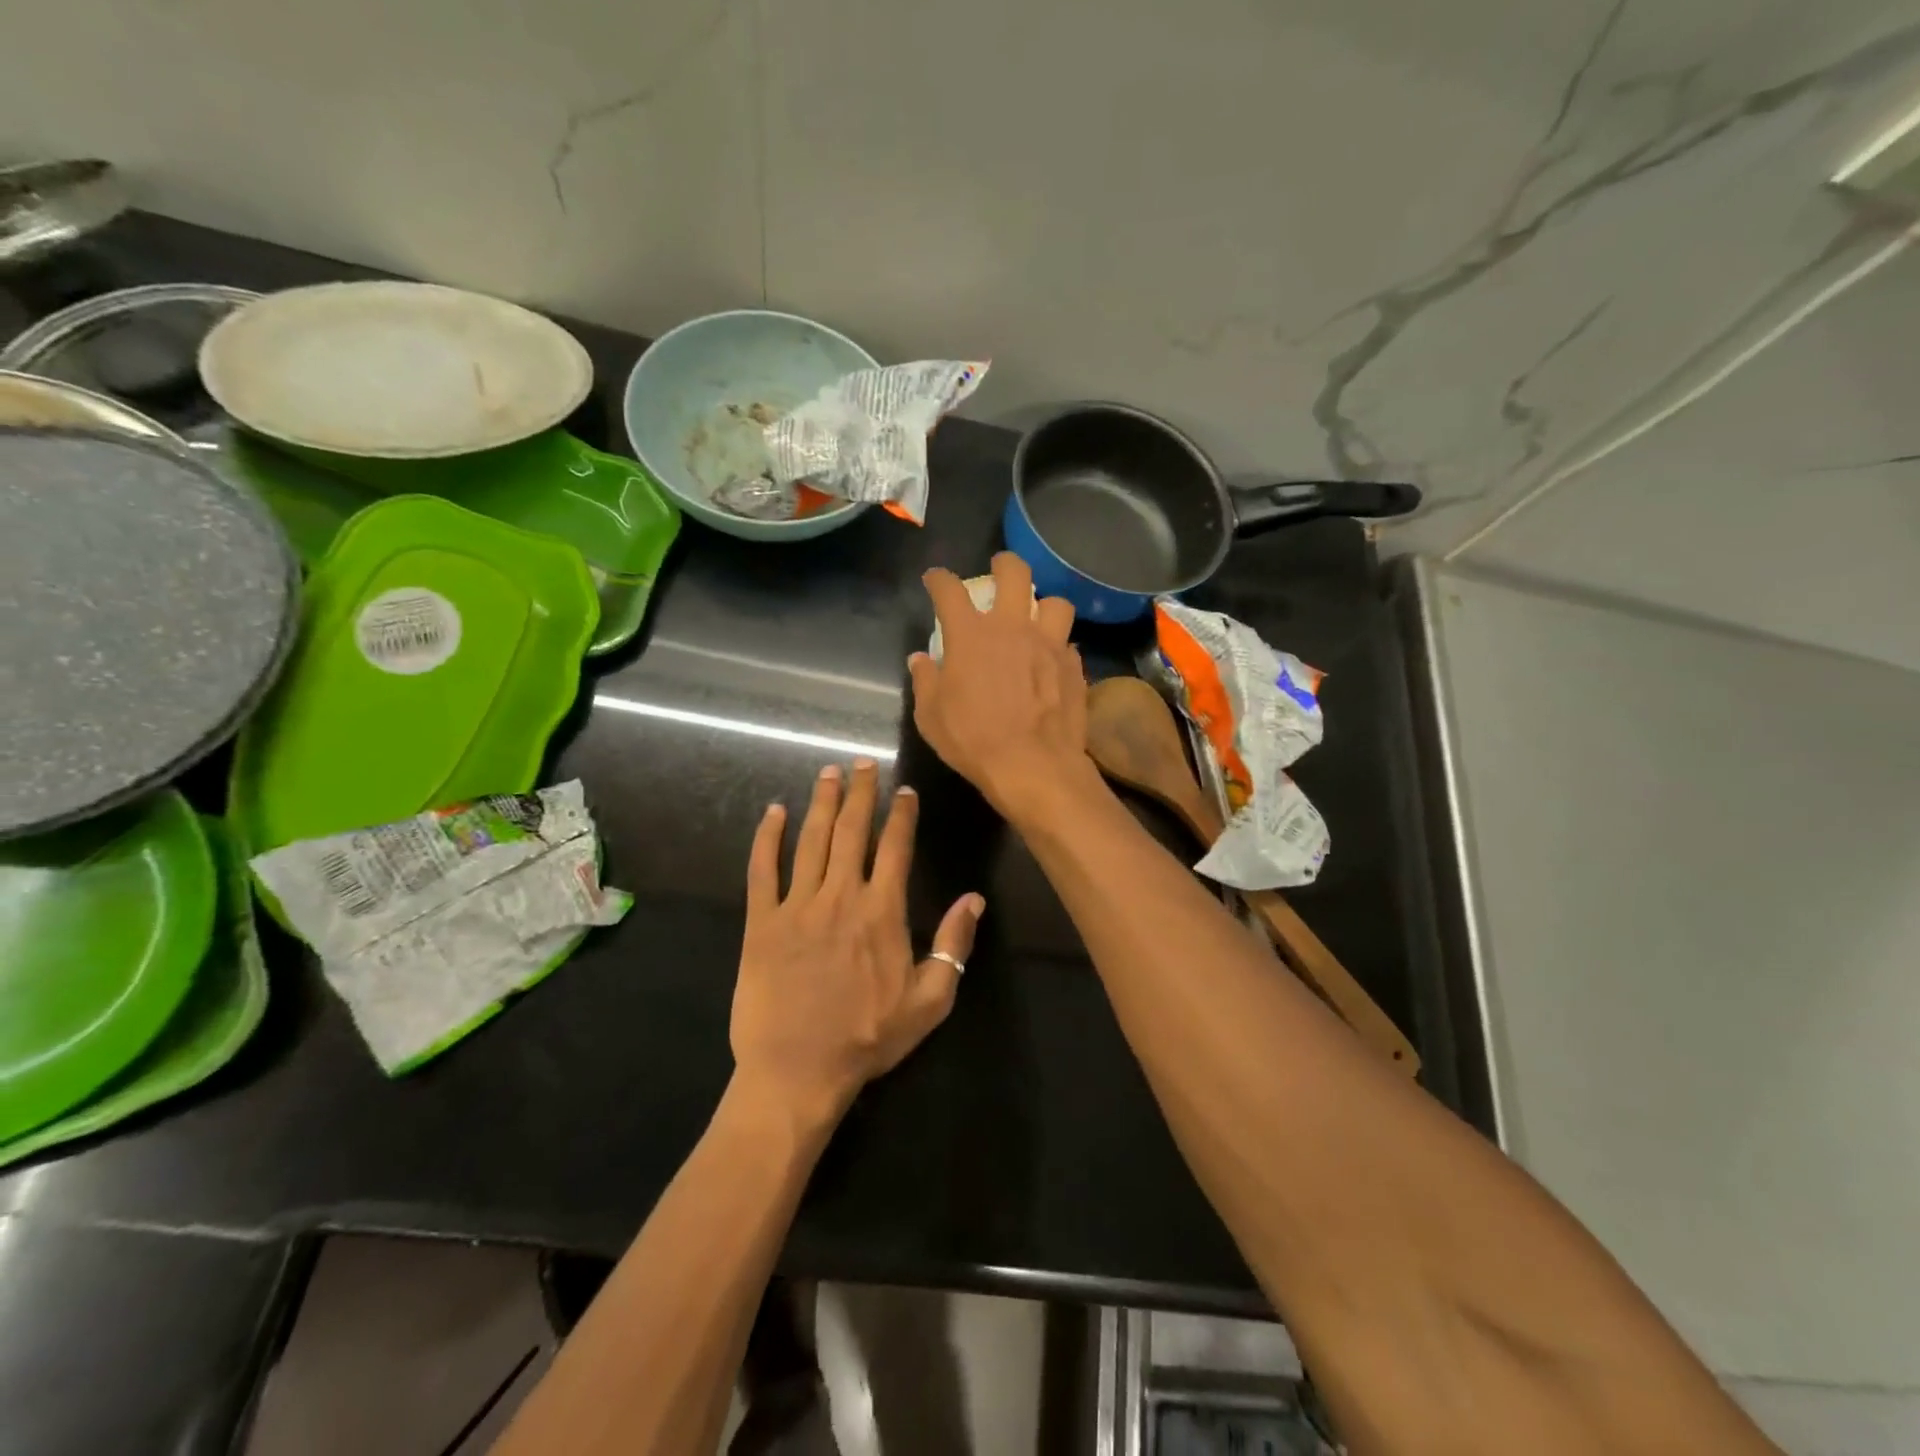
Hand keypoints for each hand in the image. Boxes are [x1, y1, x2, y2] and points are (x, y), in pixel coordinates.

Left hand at [731, 759, 983, 1131]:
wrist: (798, 1071)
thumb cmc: (868, 1038)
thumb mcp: (930, 1000)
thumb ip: (953, 945)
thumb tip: (975, 898)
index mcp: (882, 911)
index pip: (896, 848)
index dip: (901, 815)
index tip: (903, 790)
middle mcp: (840, 896)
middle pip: (853, 831)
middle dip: (860, 793)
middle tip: (862, 763)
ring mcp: (797, 906)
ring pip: (811, 840)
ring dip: (821, 803)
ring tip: (828, 773)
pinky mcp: (760, 922)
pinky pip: (762, 870)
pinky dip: (766, 838)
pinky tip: (773, 812)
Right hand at [910, 553, 1093, 816]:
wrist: (1033, 766)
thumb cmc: (973, 740)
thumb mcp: (930, 716)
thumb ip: (925, 681)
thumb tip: (920, 660)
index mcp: (971, 635)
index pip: (949, 590)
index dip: (938, 579)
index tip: (935, 580)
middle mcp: (1012, 628)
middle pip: (1014, 573)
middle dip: (1004, 563)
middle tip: (999, 569)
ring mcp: (1049, 644)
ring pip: (1056, 602)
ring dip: (1044, 605)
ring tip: (1038, 618)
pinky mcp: (1073, 666)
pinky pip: (1068, 643)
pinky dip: (1058, 647)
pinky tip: (1053, 661)